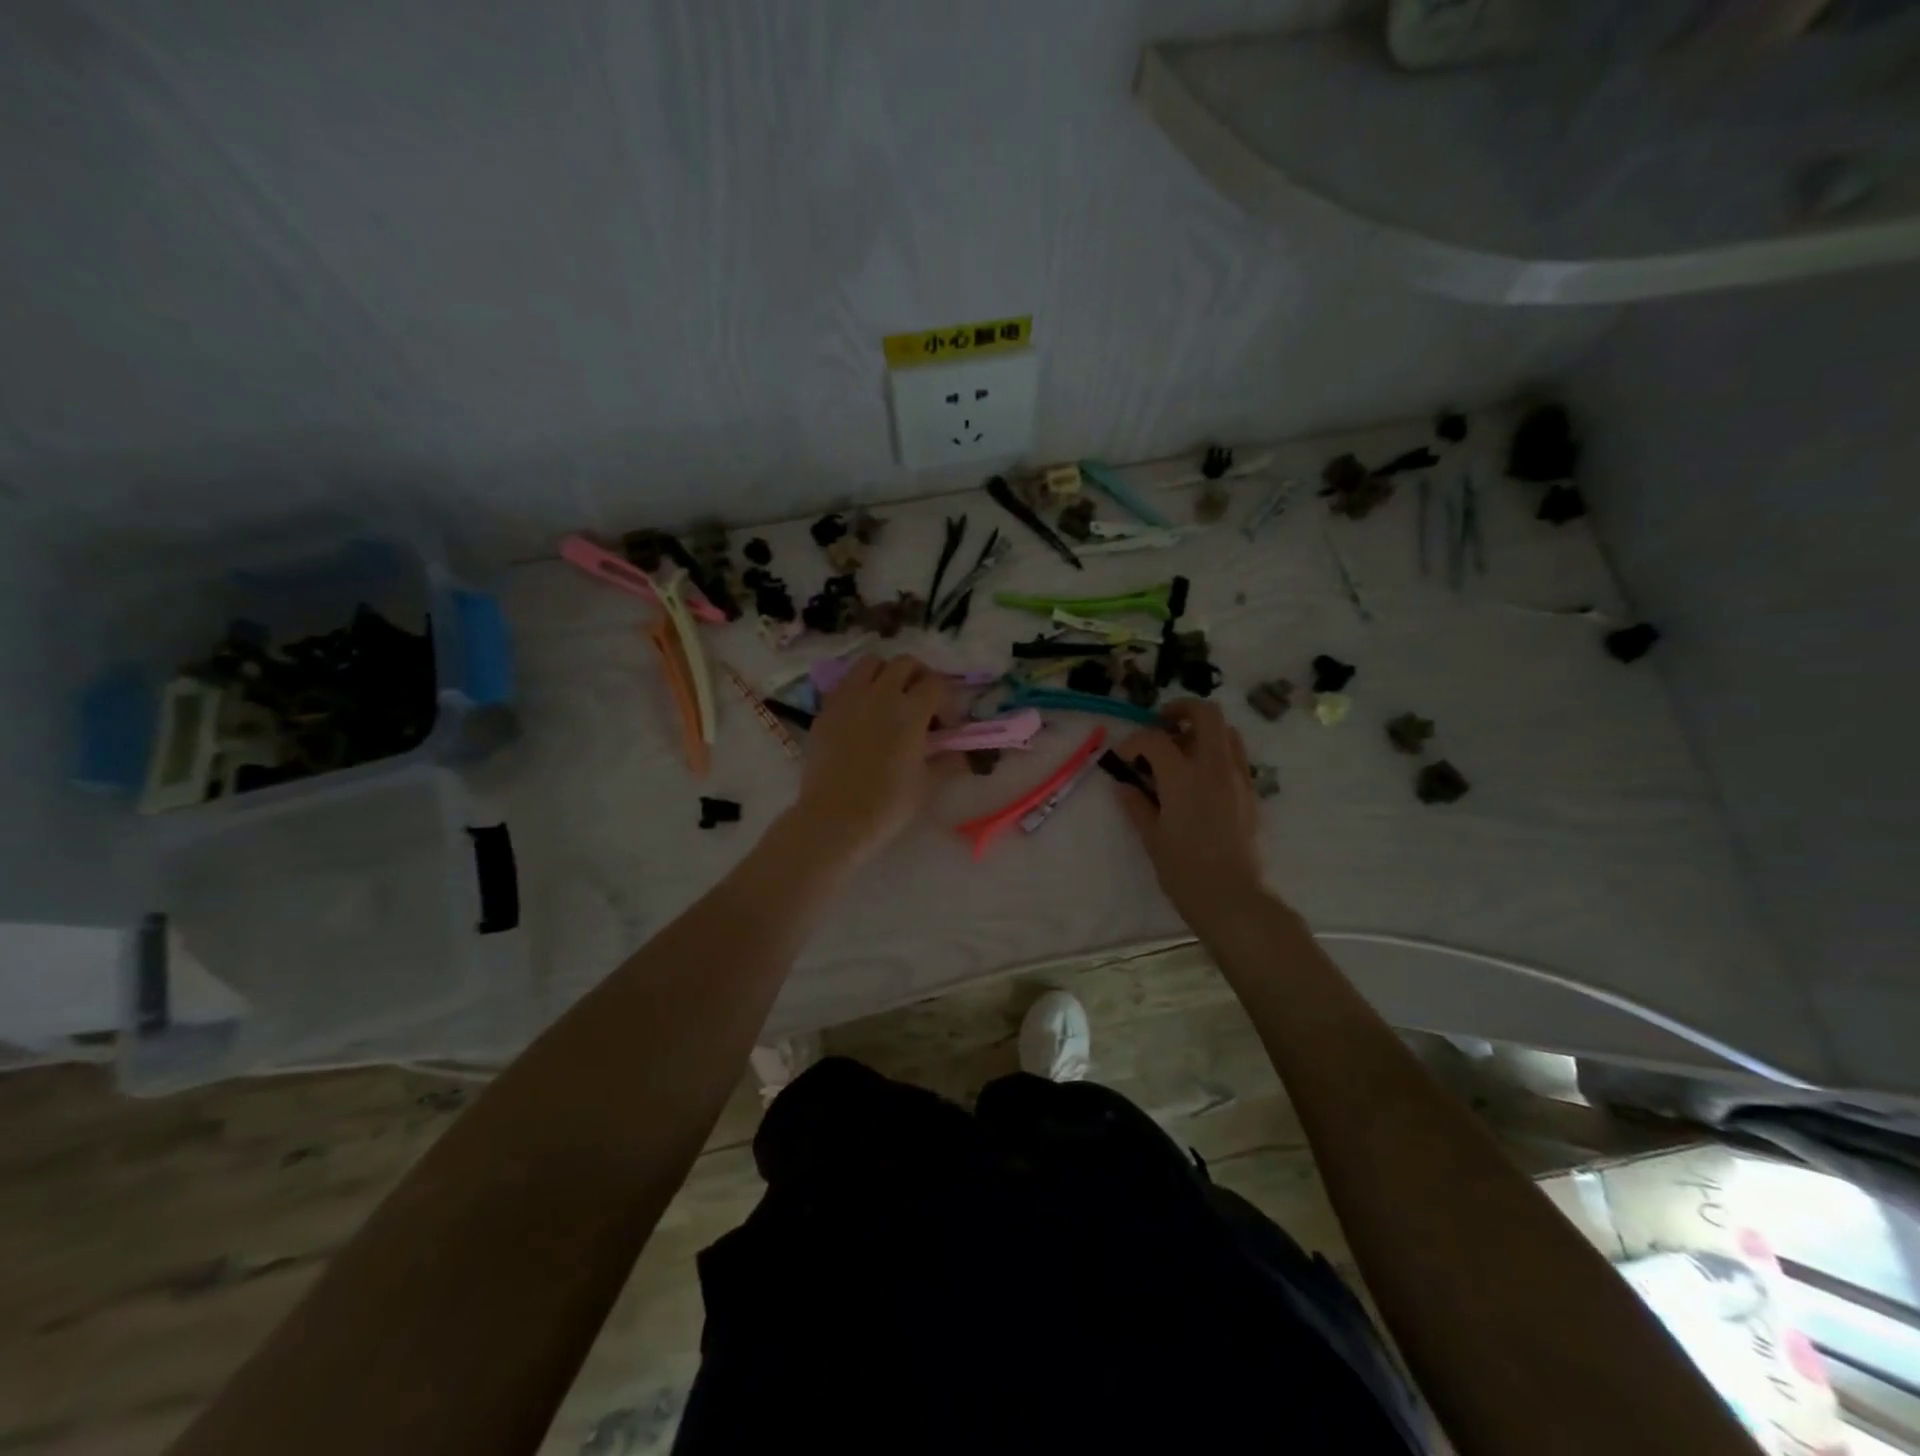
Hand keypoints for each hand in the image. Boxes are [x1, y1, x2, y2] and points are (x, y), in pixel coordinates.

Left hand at [791, 655, 959, 867]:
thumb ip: (947, 762)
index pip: (937, 684)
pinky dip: (859, 690)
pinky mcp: (825, 710)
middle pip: (905, 663)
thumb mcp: (927, 784)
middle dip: (919, 678)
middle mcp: (879, 694)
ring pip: (871, 663)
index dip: (947, 702)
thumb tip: (961, 754)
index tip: (947, 727)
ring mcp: (848, 698)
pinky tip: (862, 716)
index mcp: (910, 710)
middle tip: (922, 704)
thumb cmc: (887, 804)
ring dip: (886, 674)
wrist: (834, 818)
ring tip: (889, 700)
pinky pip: (845, 684)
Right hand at [1111, 700, 1265, 923]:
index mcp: (1183, 777)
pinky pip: (1236, 756)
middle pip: (1205, 713)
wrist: (1233, 898)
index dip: (1134, 742)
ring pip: (1226, 731)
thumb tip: (1124, 785)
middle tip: (1161, 725)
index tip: (1123, 757)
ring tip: (1182, 750)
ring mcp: (1237, 777)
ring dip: (1202, 730)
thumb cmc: (1184, 871)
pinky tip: (1200, 776)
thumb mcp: (1152, 838)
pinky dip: (1217, 752)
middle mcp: (1214, 767)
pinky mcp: (1251, 792)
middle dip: (1181, 710)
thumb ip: (1137, 805)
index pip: (1155, 739)